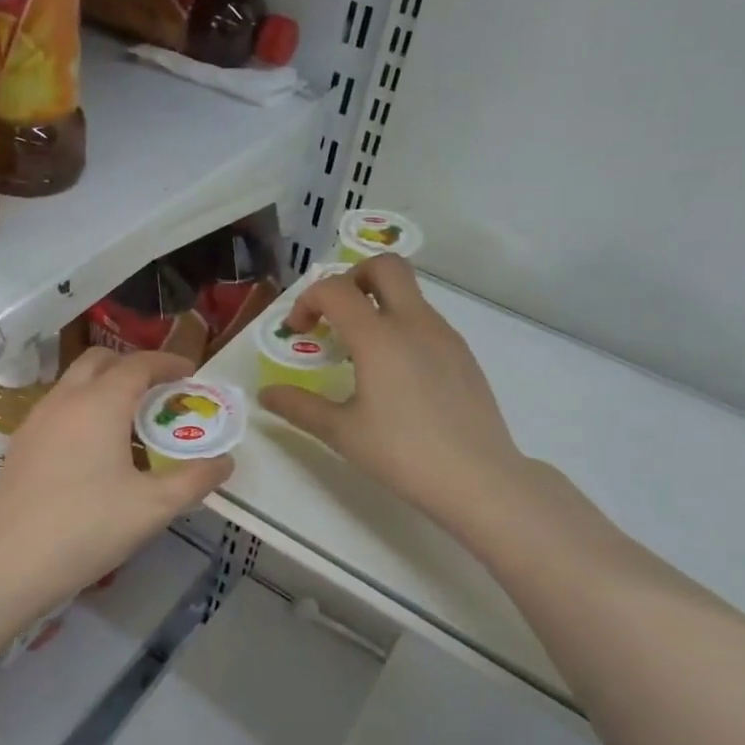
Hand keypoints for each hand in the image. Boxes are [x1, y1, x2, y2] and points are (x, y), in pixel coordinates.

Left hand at [0, 348, 234, 619]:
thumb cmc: (87, 527)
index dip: (169, 363)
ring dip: (106, 388)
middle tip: (160, 394)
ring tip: (132, 423)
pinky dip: (84, 410)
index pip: (139, 364)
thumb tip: (224, 463)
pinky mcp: (21, 444)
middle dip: (134, 367)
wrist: (7, 562)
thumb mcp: (153, 506)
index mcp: (100, 403)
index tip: (191, 373)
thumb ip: (194, 480)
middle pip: (101, 361)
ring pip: (75, 383)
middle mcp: (65, 399)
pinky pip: (59, 409)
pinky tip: (95, 451)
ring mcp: (36, 420)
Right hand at [260, 256, 526, 532]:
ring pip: (409, 294)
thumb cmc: (402, 454)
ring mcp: (444, 336)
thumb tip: (266, 395)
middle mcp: (414, 323)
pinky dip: (401, 328)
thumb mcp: (341, 432)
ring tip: (360, 353)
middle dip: (351, 278)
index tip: (298, 332)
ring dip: (377, 304)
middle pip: (385, 266)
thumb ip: (299, 406)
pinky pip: (426, 321)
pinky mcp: (463, 355)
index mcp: (378, 337)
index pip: (335, 289)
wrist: (477, 478)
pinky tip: (395, 375)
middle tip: (335, 316)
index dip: (307, 300)